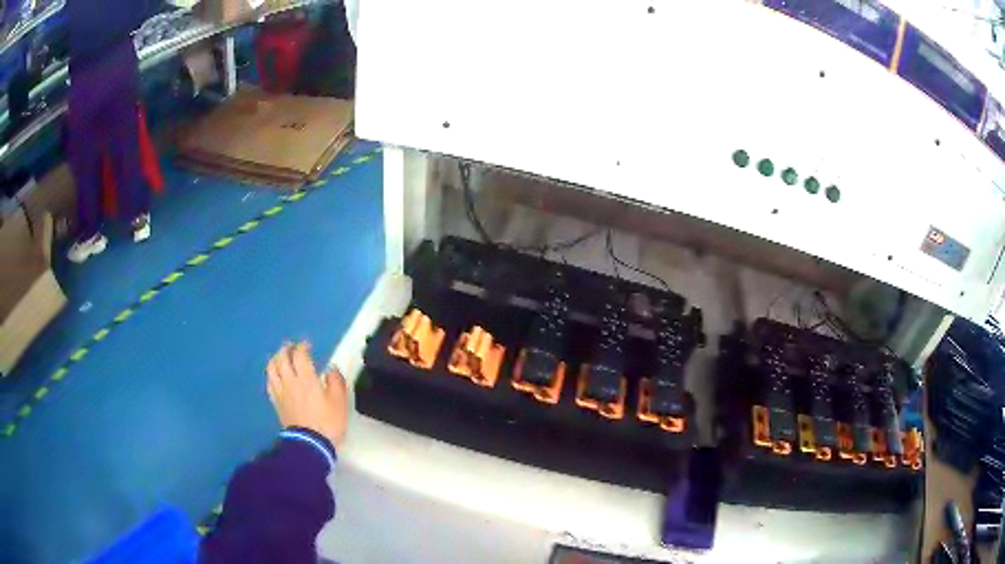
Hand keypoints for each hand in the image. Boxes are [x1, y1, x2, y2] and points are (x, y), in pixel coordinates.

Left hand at [266, 342, 347, 446]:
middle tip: (293, 348)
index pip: (299, 355)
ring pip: (272, 368)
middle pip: (282, 358)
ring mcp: (280, 392)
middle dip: (286, 349)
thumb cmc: (328, 422)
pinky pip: (270, 383)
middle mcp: (290, 381)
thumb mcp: (340, 402)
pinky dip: (272, 374)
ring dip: (276, 359)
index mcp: (306, 378)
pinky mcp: (276, 402)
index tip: (308, 345)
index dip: (302, 346)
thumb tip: (331, 369)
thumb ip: (336, 381)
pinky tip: (276, 376)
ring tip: (281, 358)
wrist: (310, 444)